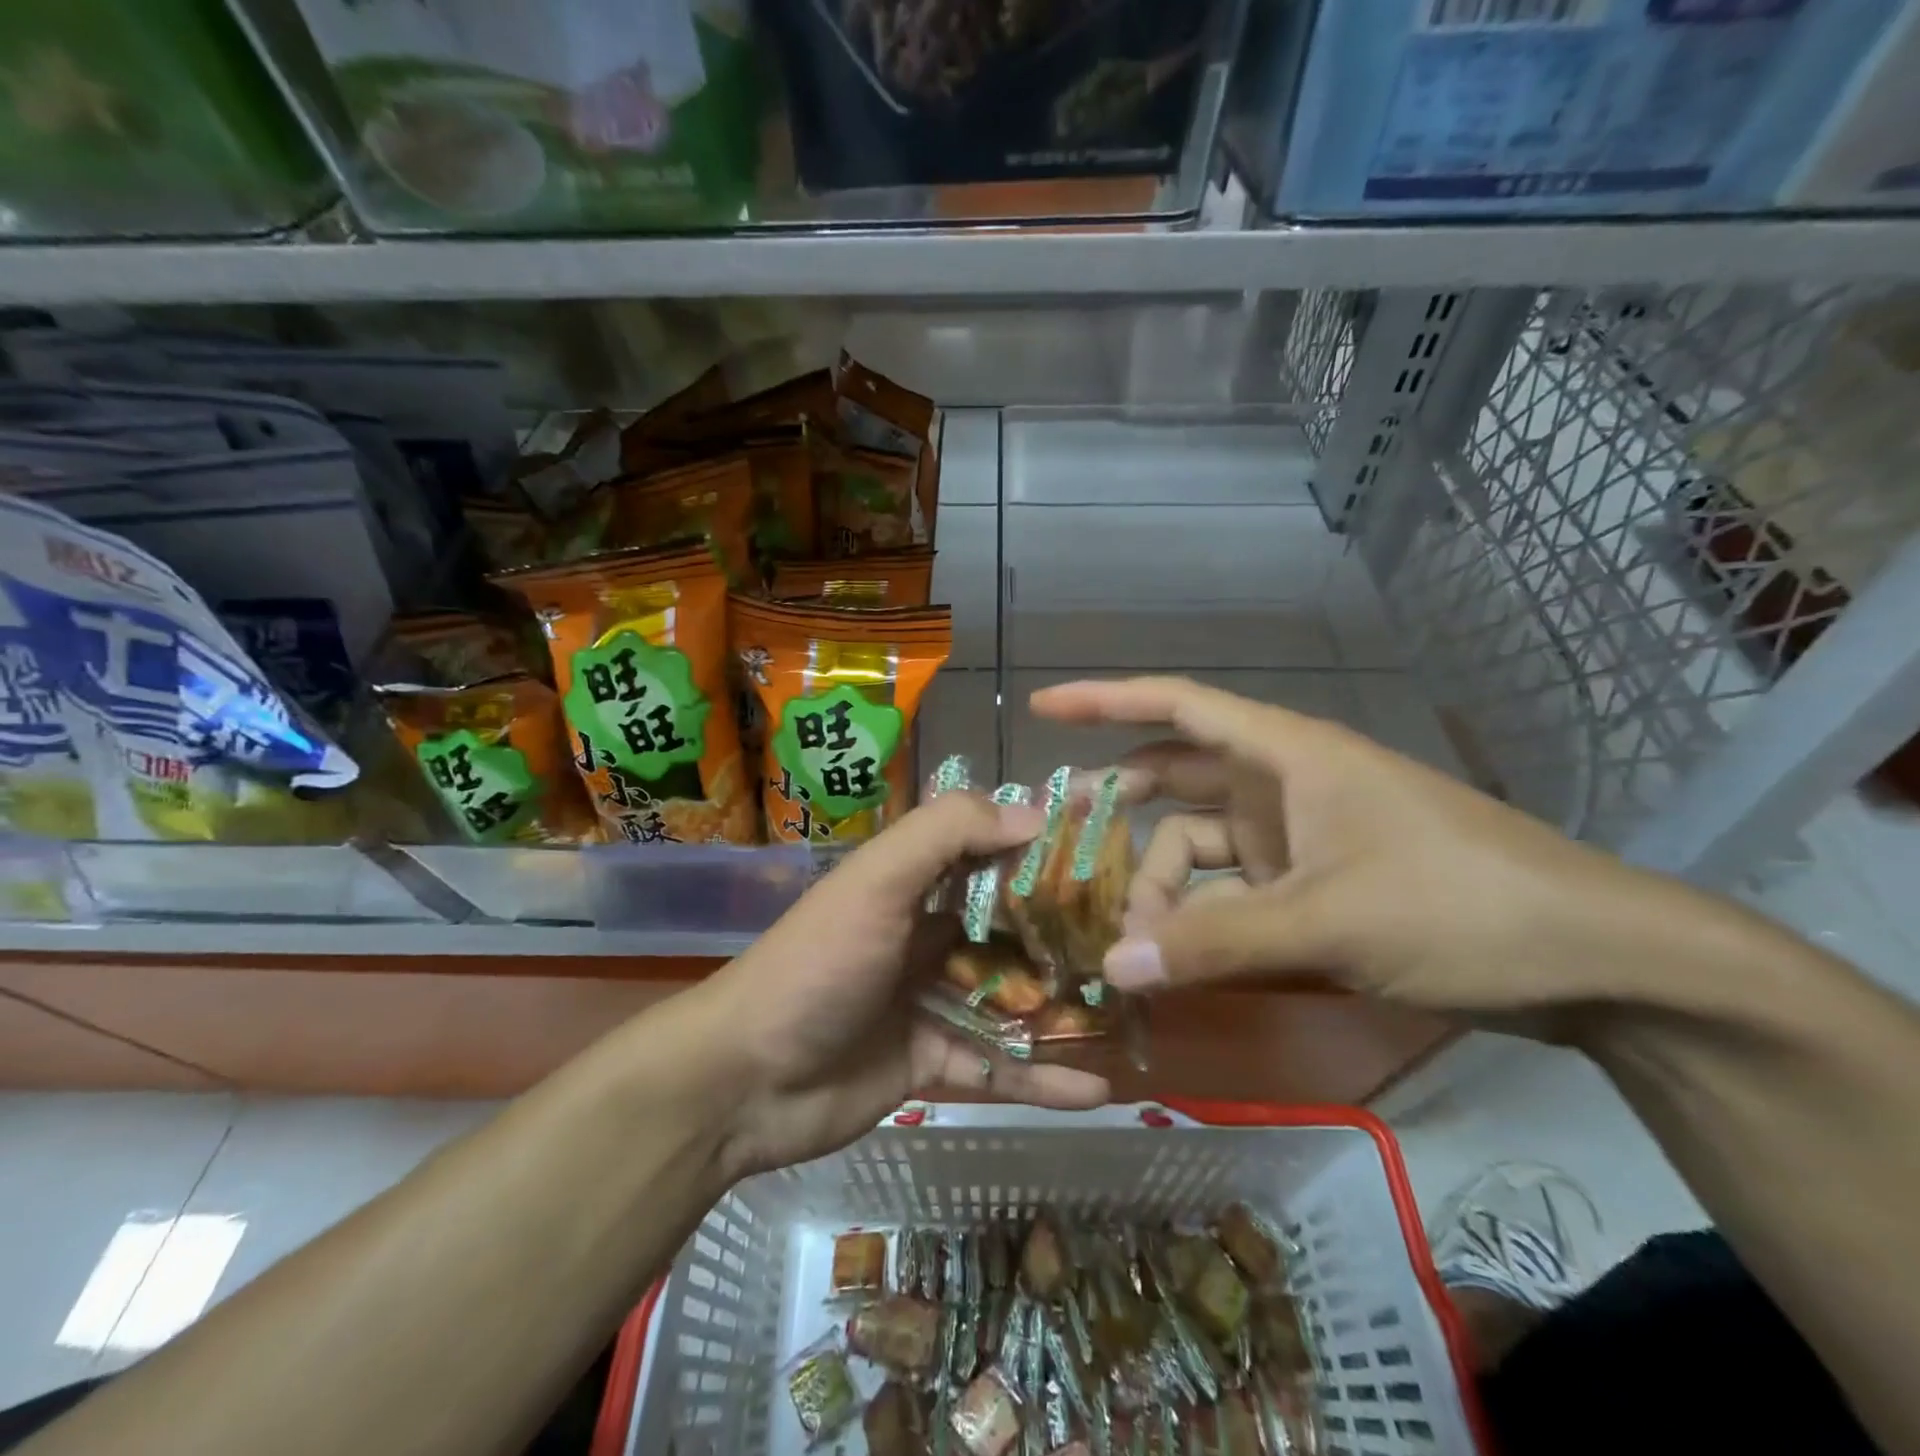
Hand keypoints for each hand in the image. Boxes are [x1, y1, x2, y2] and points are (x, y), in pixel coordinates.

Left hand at [693, 792, 1110, 1177]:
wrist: (743, 1080)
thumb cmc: (817, 965)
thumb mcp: (877, 882)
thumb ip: (945, 834)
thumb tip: (1035, 813)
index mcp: (913, 883)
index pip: (990, 852)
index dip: (1044, 850)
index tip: (1110, 854)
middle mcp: (926, 933)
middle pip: (1010, 928)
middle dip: (1066, 934)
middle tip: (1137, 940)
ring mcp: (929, 999)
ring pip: (1011, 999)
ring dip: (1063, 1007)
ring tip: (1131, 1013)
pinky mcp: (929, 1062)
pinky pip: (995, 1066)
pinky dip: (1040, 1078)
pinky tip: (1097, 1089)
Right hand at [1030, 676, 1708, 1019]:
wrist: (1595, 960)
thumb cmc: (1461, 906)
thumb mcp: (1328, 921)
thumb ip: (1214, 943)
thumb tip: (1112, 963)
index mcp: (1286, 755)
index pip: (1175, 705)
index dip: (1103, 700)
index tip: (1043, 709)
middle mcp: (1283, 785)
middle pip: (1175, 781)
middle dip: (1119, 811)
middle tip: (1061, 847)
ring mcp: (1300, 836)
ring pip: (1200, 846)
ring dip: (1162, 887)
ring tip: (1130, 941)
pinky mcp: (1316, 883)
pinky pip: (1234, 889)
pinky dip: (1201, 916)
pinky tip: (1177, 954)